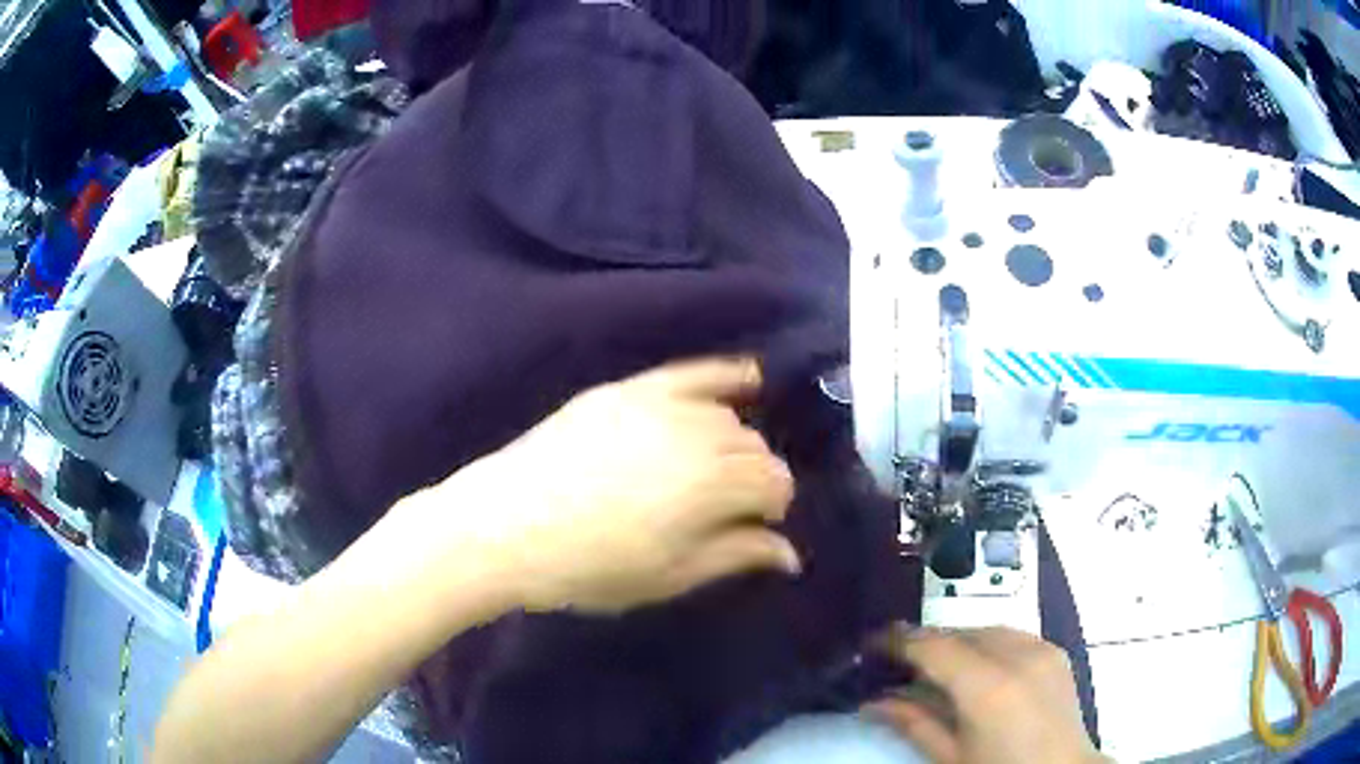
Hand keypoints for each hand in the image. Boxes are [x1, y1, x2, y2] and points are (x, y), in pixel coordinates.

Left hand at [411, 357, 798, 613]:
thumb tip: (789, 553)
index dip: (772, 509)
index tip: (755, 529)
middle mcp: (698, 433)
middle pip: (754, 448)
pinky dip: (724, 375)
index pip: (774, 484)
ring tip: (711, 471)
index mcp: (714, 484)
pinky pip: (691, 373)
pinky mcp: (627, 390)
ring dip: (734, 443)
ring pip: (726, 416)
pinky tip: (747, 378)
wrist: (504, 527)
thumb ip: (736, 556)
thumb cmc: (590, 566)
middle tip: (728, 509)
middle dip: (755, 478)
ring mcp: (660, 404)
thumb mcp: (670, 575)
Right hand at [863, 626, 1105, 763]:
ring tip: (935, 666)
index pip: (934, 647)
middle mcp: (1018, 656)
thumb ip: (913, 723)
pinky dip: (986, 645)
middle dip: (927, 642)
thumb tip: (871, 702)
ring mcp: (1042, 650)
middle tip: (898, 662)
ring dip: (956, 642)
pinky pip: (1012, 636)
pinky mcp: (1055, 652)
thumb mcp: (950, 757)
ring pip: (986, 629)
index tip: (870, 643)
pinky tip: (976, 669)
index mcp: (988, 687)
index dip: (898, 641)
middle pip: (960, 632)